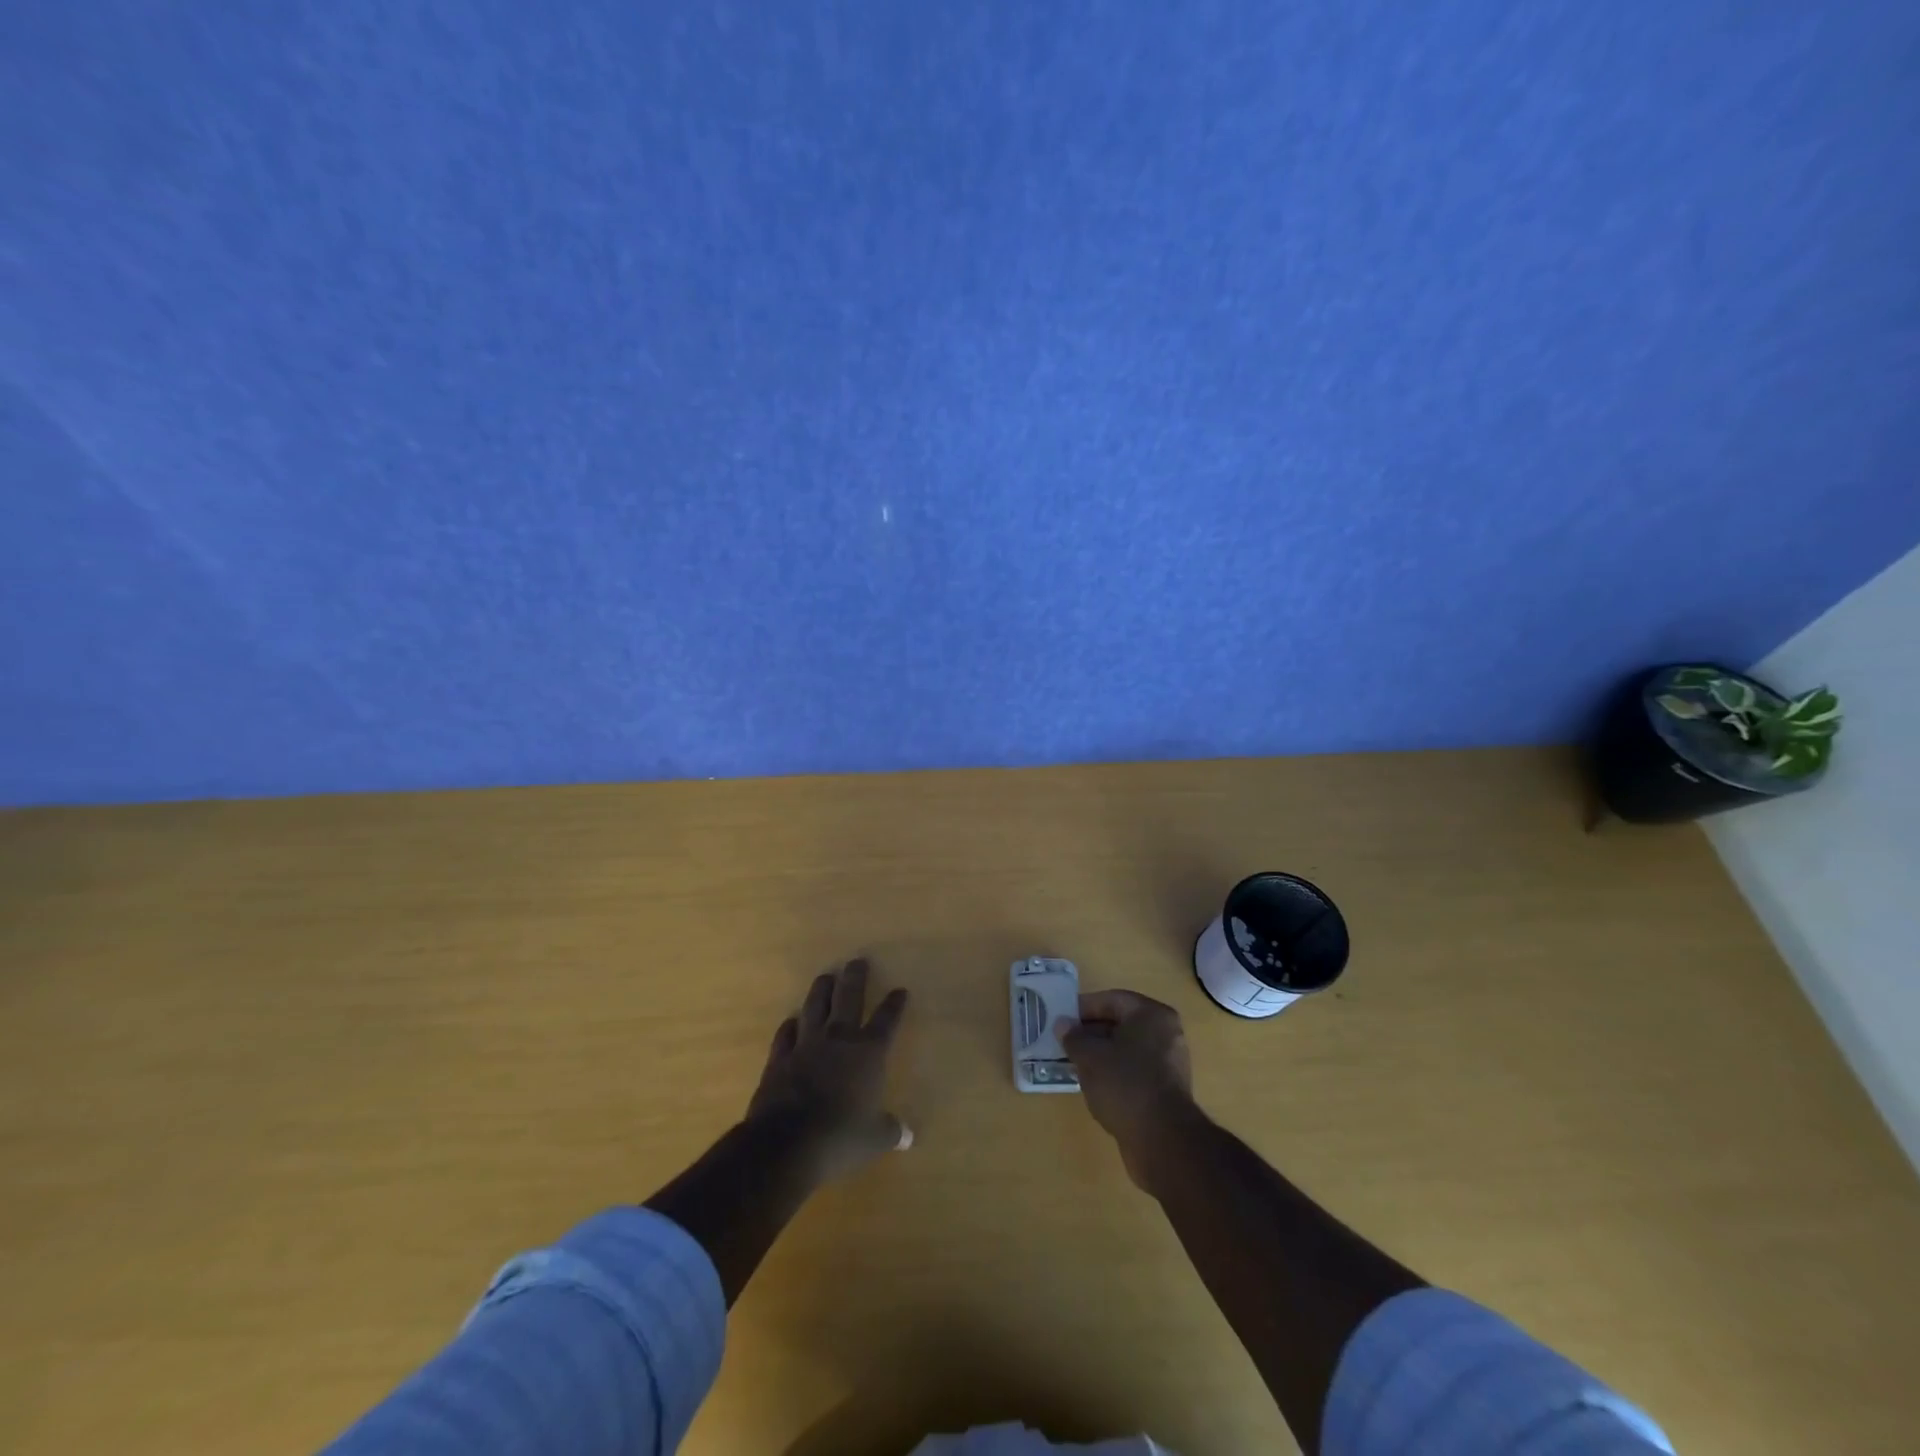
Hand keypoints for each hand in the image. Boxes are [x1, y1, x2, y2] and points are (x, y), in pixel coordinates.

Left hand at [747, 958, 910, 1182]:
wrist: (786, 1143)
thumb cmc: (840, 1138)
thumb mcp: (874, 1138)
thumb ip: (889, 1131)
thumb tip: (906, 1136)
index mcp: (868, 1053)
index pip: (886, 1020)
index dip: (894, 1005)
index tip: (900, 991)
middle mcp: (839, 1039)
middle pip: (849, 998)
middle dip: (855, 978)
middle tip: (857, 961)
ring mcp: (806, 1045)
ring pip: (815, 1006)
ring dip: (821, 990)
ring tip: (826, 976)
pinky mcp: (779, 1058)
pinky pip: (786, 1034)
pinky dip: (790, 1025)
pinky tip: (792, 1020)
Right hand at [1058, 989, 1196, 1190]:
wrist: (1162, 1140)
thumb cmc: (1125, 1085)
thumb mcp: (1090, 1057)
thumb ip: (1074, 1037)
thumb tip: (1062, 1024)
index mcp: (1152, 1015)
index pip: (1112, 1000)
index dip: (1084, 1007)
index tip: (1062, 1019)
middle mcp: (1166, 1033)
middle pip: (1121, 1024)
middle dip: (1091, 1032)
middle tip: (1065, 1041)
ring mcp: (1169, 1063)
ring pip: (1127, 1049)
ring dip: (1101, 1054)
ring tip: (1074, 1063)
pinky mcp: (1167, 1090)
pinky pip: (1135, 1071)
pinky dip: (1114, 1073)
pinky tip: (1093, 1085)